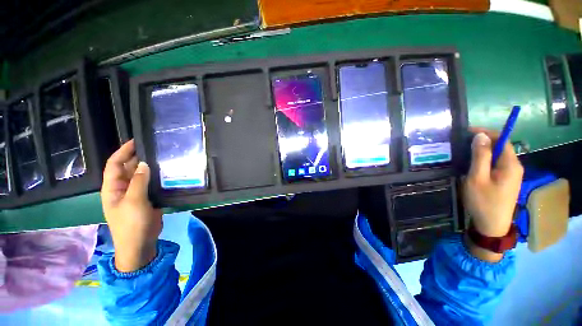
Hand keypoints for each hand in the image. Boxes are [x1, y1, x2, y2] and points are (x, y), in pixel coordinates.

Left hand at [101, 140, 161, 272]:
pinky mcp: (147, 198)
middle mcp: (123, 188)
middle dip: (139, 157)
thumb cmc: (132, 224)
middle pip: (129, 168)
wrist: (140, 243)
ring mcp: (136, 194)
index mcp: (113, 188)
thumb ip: (139, 182)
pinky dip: (157, 177)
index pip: (115, 164)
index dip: (123, 151)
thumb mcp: (134, 201)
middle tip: (155, 147)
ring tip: (164, 157)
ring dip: (150, 167)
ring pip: (141, 176)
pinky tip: (167, 173)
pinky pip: (151, 184)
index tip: (136, 141)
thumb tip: (144, 163)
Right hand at [462, 129, 523, 261]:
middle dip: (483, 142)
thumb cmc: (483, 201)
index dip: (487, 132)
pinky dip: (484, 160)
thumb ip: (480, 156)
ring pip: (497, 156)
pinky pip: (496, 164)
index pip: (502, 140)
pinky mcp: (505, 181)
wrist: (491, 225)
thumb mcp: (477, 178)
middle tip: (462, 143)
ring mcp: (511, 175)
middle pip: (500, 147)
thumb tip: (480, 136)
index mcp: (510, 164)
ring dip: (482, 152)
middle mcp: (514, 167)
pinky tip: (472, 164)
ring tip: (464, 152)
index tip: (468, 131)